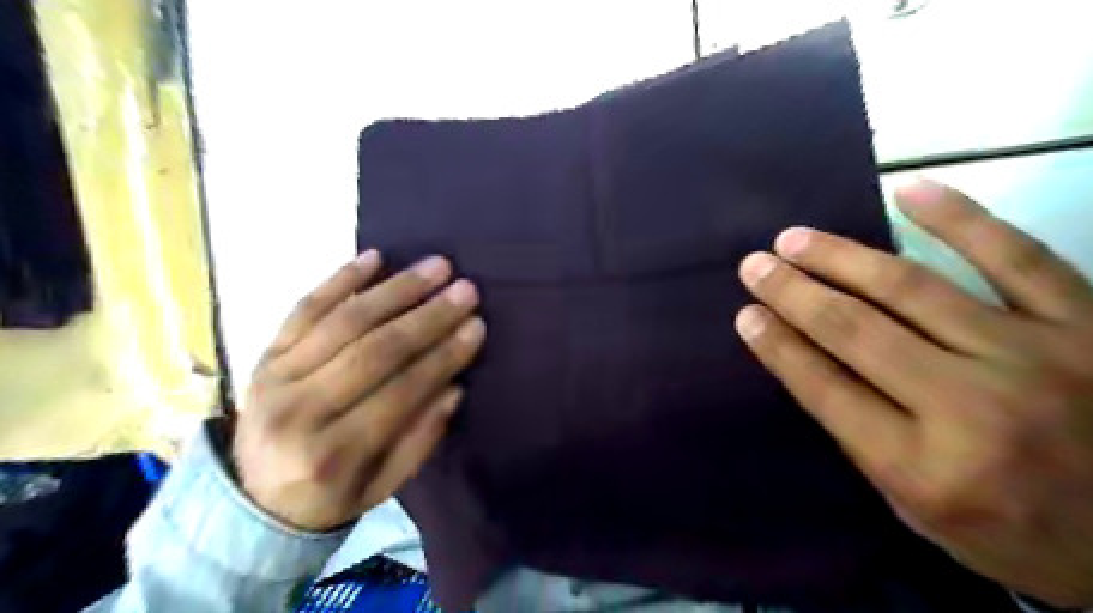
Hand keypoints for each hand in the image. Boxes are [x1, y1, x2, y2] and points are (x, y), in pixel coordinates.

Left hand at [233, 252, 481, 530]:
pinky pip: (304, 309)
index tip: (476, 326)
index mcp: (332, 455)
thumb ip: (421, 439)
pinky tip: (375, 258)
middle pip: (375, 350)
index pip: (401, 392)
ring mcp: (276, 377)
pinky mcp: (265, 355)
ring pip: (344, 321)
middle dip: (428, 316)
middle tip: (465, 289)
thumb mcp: (384, 487)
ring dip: (396, 289)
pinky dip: (340, 279)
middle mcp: (299, 411)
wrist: (252, 501)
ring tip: (436, 267)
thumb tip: (454, 386)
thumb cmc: (330, 496)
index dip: (443, 356)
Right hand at [734, 176, 1091, 608]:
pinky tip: (908, 190)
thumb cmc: (1018, 534)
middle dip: (793, 292)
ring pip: (913, 288)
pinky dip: (959, 218)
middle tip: (755, 264)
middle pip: (855, 330)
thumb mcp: (918, 512)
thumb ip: (862, 438)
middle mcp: (972, 408)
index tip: (746, 313)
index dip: (777, 345)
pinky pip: (1017, 255)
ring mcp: (1036, 358)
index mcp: (924, 467)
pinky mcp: (1091, 325)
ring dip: (841, 257)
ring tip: (795, 239)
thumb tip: (807, 361)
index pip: (824, 388)